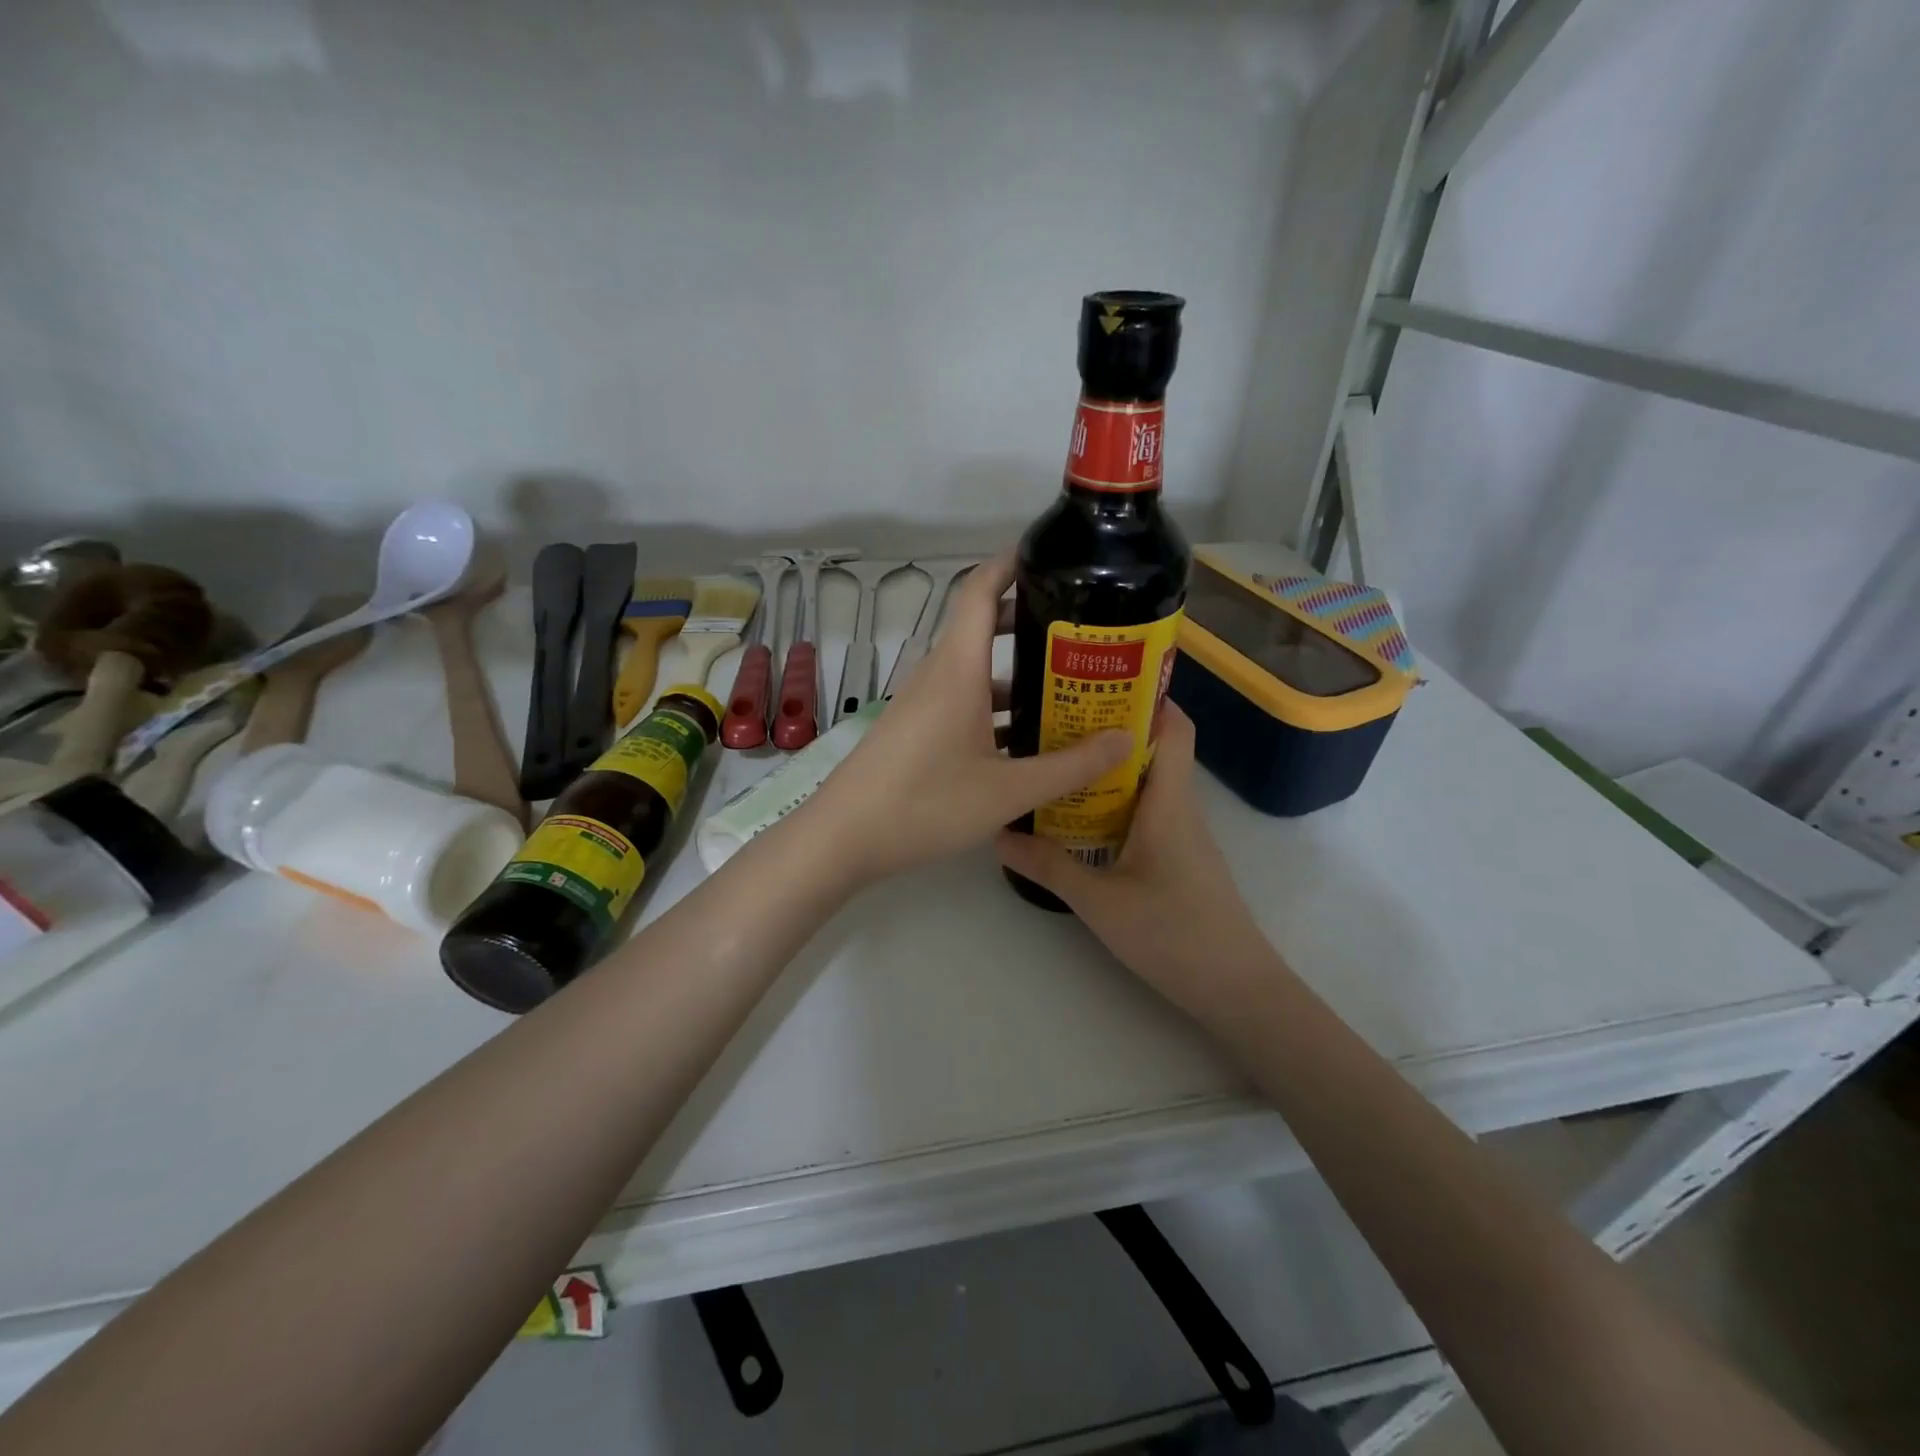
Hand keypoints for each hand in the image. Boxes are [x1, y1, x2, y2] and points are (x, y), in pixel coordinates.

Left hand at [800, 550, 1130, 884]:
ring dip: (1017, 674)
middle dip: (1030, 621)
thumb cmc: (926, 805)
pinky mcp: (915, 729)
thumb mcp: (1008, 791)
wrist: (842, 839)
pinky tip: (1027, 741)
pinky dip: (996, 707)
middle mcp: (938, 675)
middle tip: (1082, 633)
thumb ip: (1070, 766)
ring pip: (975, 671)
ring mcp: (922, 703)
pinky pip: (962, 702)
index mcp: (958, 669)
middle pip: (983, 627)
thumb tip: (1127, 740)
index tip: (1052, 556)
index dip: (1012, 563)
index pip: (979, 590)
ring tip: (1067, 688)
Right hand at [994, 702, 1279, 1024]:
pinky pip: (1147, 809)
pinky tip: (1080, 814)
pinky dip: (1117, 799)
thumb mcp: (1099, 901)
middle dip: (1111, 727)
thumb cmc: (1173, 934)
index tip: (1098, 683)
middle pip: (1155, 747)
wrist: (1236, 989)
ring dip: (1111, 766)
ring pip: (1148, 780)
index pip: (1173, 726)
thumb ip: (1049, 866)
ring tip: (1059, 759)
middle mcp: (1180, 806)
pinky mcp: (1179, 856)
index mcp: (1169, 800)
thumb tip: (999, 835)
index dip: (1147, 695)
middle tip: (1057, 719)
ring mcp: (1183, 833)